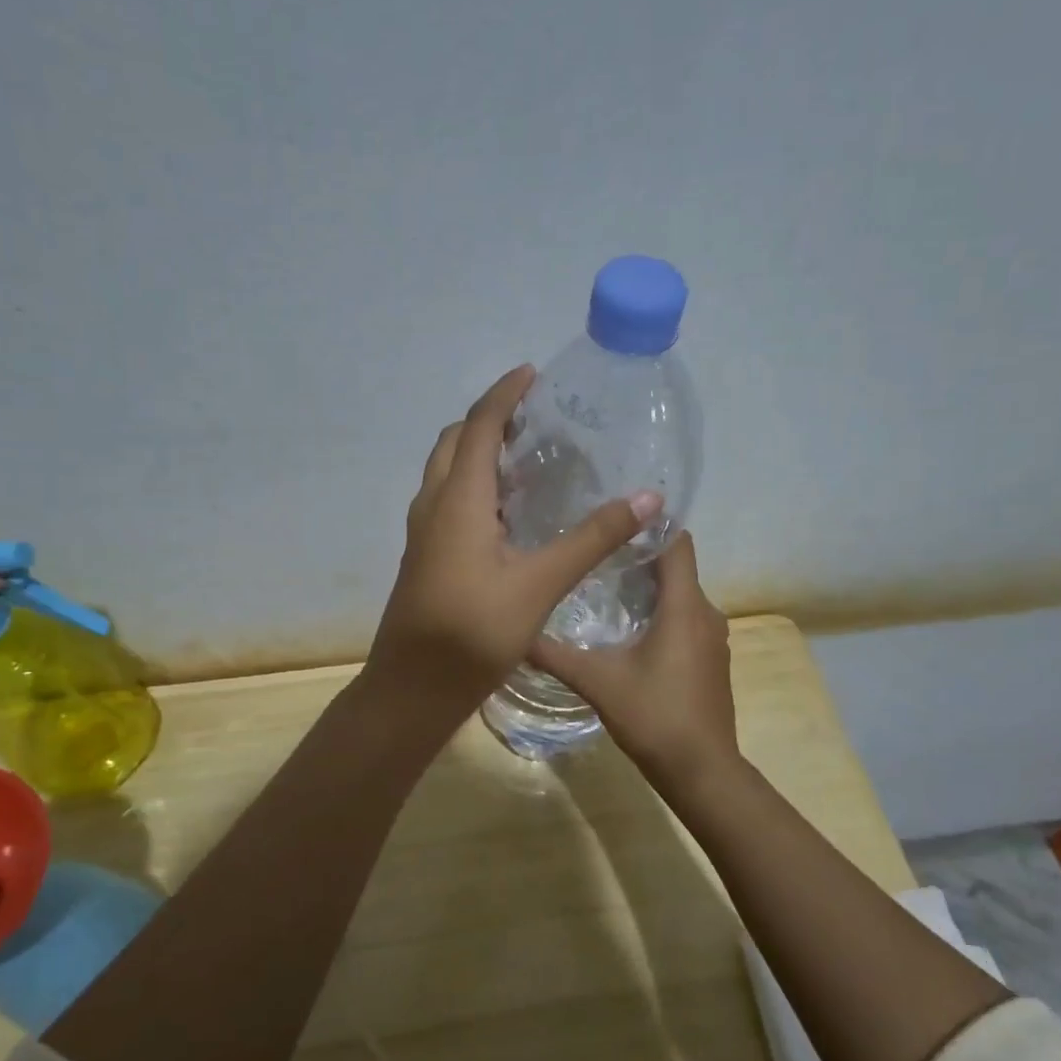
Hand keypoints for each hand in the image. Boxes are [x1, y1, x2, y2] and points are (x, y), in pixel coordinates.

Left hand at [364, 365, 660, 723]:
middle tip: (533, 418)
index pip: (478, 427)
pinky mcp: (425, 557)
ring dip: (477, 453)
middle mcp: (433, 506)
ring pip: (446, 473)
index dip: (504, 395)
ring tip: (525, 457)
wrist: (413, 687)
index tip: (532, 373)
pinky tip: (507, 513)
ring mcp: (423, 533)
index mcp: (457, 500)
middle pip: (454, 443)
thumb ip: (592, 539)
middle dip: (488, 420)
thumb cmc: (473, 632)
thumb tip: (647, 498)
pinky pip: (447, 501)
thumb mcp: (539, 584)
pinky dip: (473, 486)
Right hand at [529, 532, 739, 792]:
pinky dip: (659, 614)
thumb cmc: (654, 717)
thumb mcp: (597, 682)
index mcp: (684, 606)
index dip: (650, 525)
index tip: (612, 518)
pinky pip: (685, 620)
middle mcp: (706, 613)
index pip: (677, 543)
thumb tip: (515, 632)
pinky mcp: (710, 660)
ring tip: (601, 585)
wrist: (702, 771)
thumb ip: (555, 655)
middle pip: (675, 568)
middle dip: (637, 556)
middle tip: (591, 551)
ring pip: (679, 596)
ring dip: (647, 588)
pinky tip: (626, 629)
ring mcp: (712, 639)